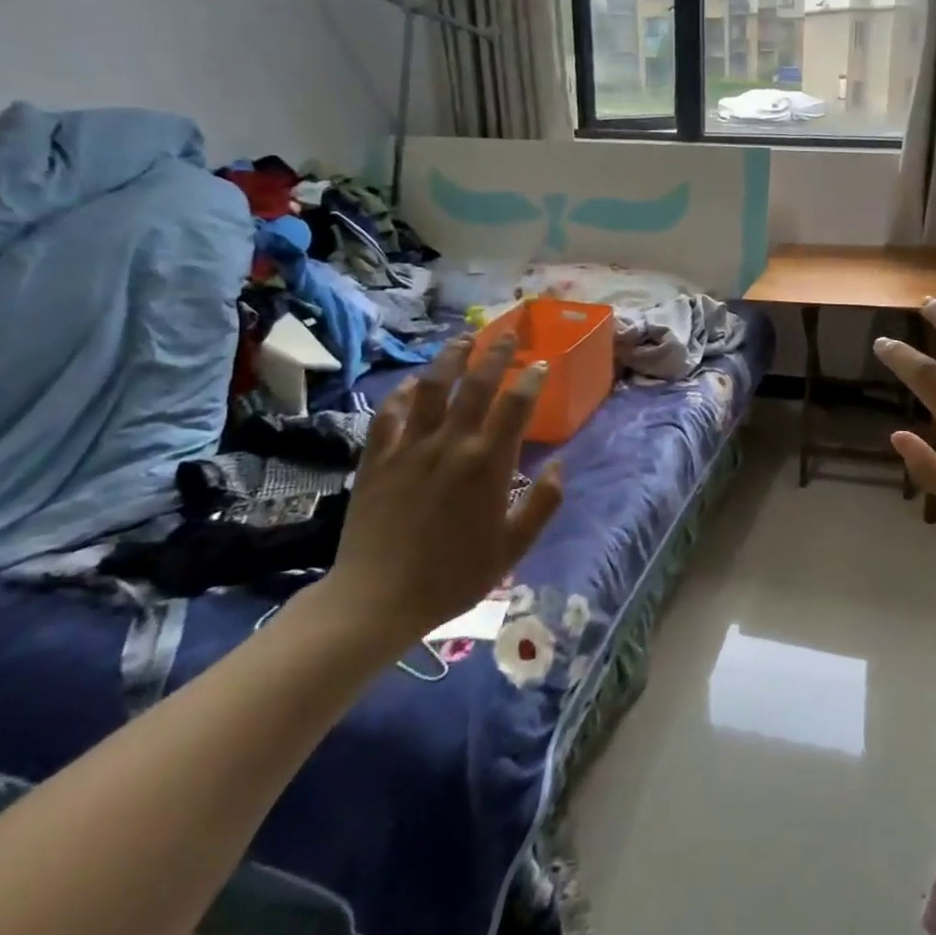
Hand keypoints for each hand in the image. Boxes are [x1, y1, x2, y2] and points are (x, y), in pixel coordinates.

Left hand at [323, 336, 563, 649]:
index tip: (541, 365)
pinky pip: (390, 413)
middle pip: (476, 384)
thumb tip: (558, 465)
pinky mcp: (377, 457)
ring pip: (431, 387)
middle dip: (495, 354)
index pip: (516, 405)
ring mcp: (409, 447)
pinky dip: (403, 393)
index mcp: (488, 463)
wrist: (378, 599)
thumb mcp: (513, 548)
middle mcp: (450, 443)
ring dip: (449, 358)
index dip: (531, 379)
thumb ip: (542, 504)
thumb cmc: (454, 576)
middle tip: (507, 335)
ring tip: (462, 339)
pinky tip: (412, 385)